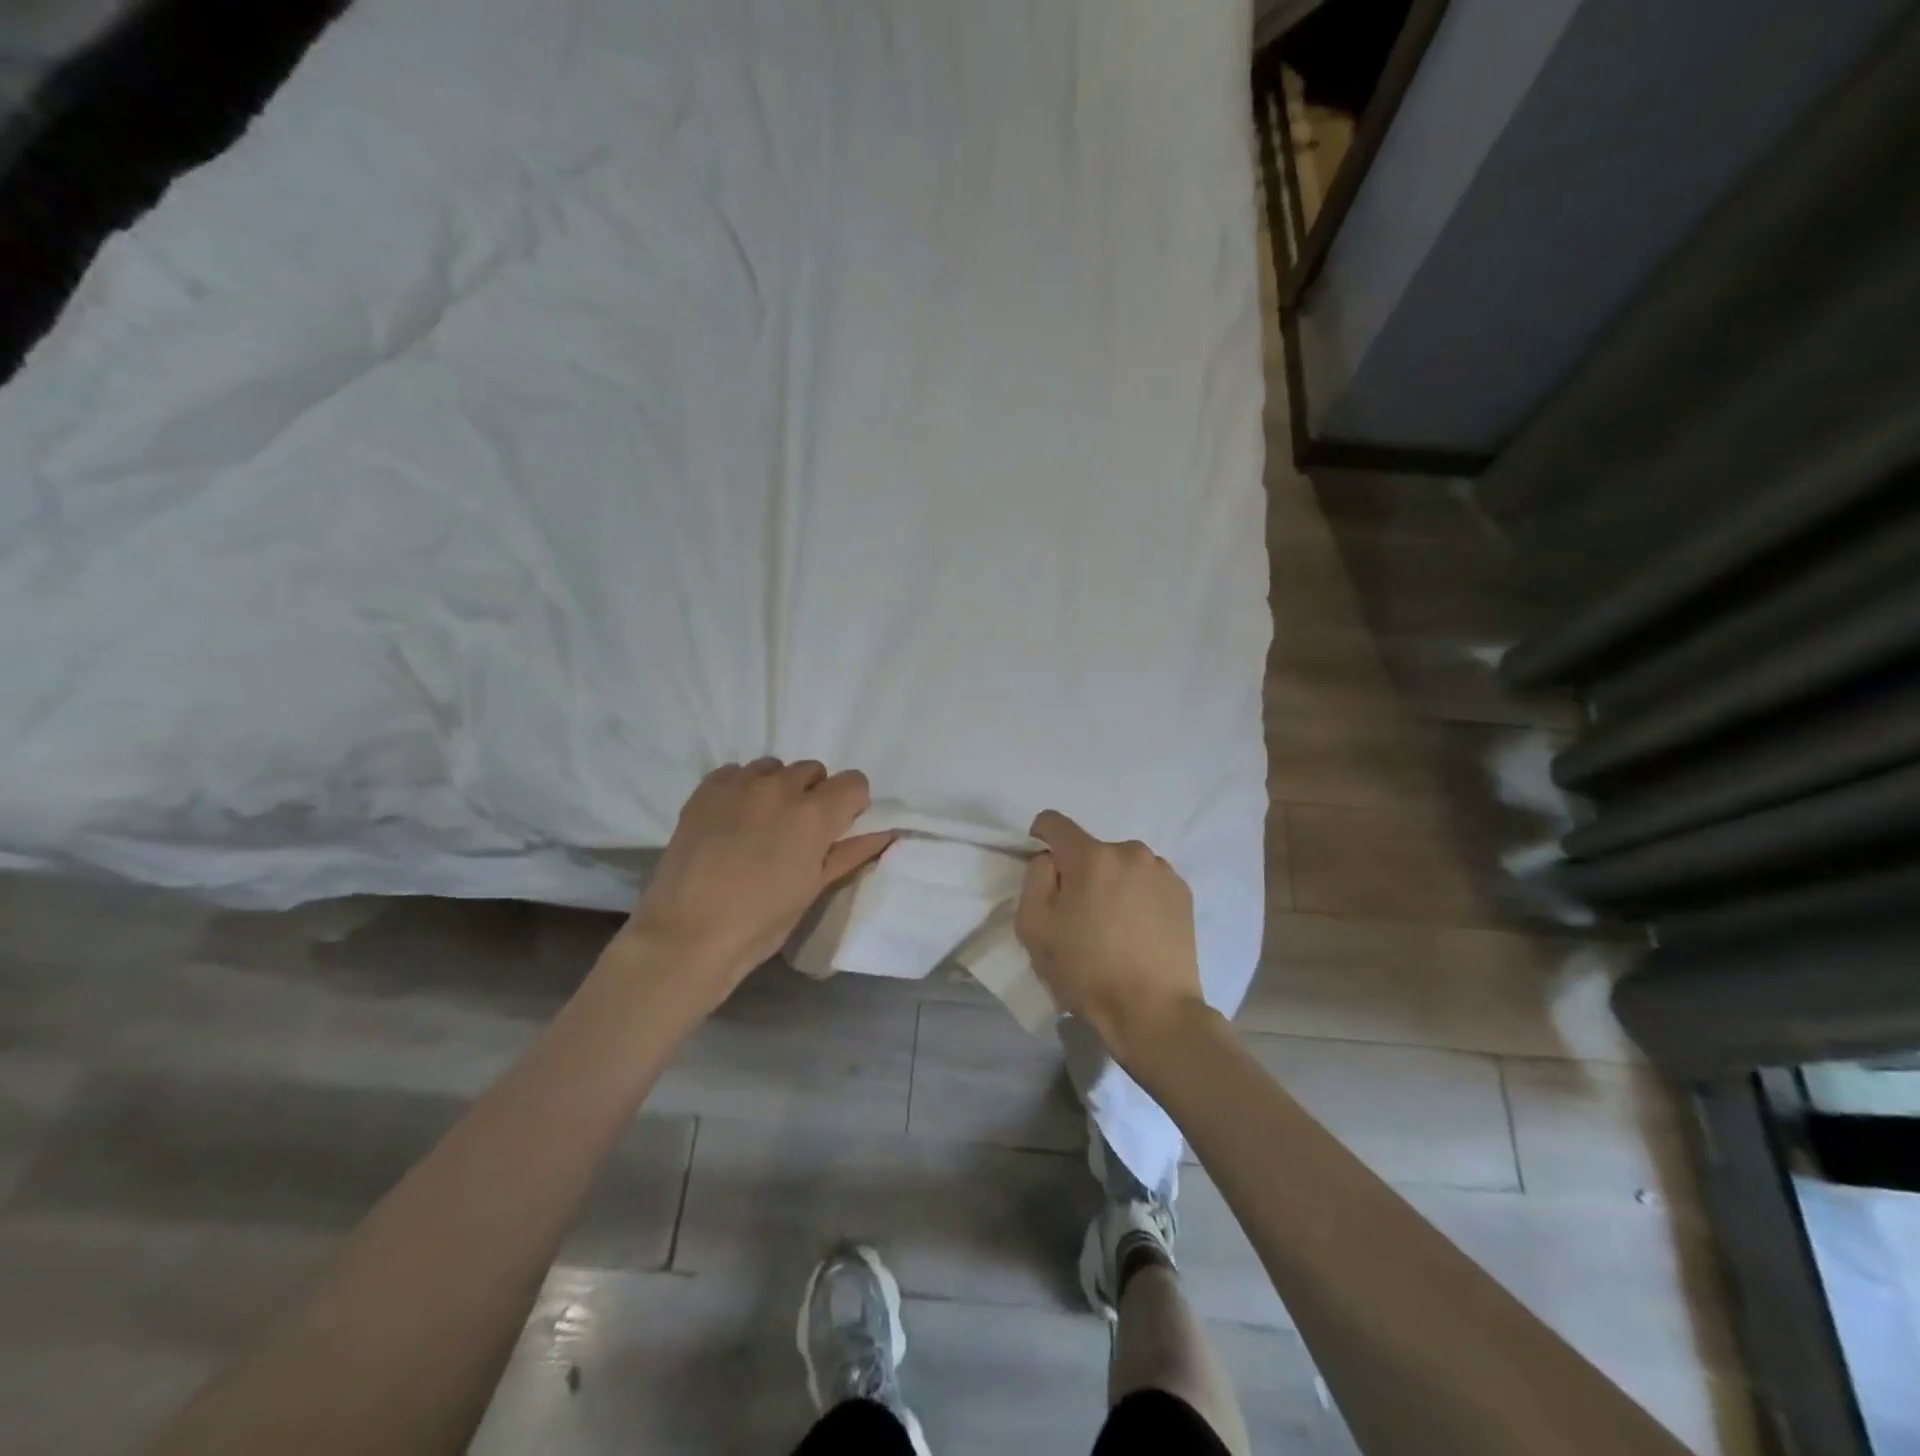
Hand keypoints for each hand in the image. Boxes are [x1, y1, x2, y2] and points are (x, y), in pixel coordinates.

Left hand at [616, 759, 894, 1008]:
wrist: (687, 935)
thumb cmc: (761, 923)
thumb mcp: (814, 890)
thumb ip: (851, 853)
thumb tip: (885, 834)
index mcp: (814, 815)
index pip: (854, 781)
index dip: (852, 805)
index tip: (838, 829)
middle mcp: (780, 788)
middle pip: (814, 770)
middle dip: (815, 795)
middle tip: (798, 833)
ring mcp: (739, 785)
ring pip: (774, 767)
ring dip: (778, 788)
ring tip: (762, 824)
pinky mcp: (705, 790)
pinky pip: (736, 772)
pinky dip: (742, 788)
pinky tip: (732, 820)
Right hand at [1014, 810, 1207, 1063]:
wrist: (1155, 1012)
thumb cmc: (1087, 971)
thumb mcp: (1034, 928)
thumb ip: (1034, 879)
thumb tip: (1049, 860)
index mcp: (1092, 856)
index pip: (1054, 822)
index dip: (1039, 838)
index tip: (1043, 871)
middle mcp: (1130, 851)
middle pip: (1090, 849)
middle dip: (1078, 872)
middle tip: (1078, 916)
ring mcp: (1162, 871)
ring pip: (1121, 865)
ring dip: (1110, 883)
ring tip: (1112, 927)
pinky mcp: (1183, 893)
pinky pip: (1147, 881)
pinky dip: (1137, 896)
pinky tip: (1137, 932)